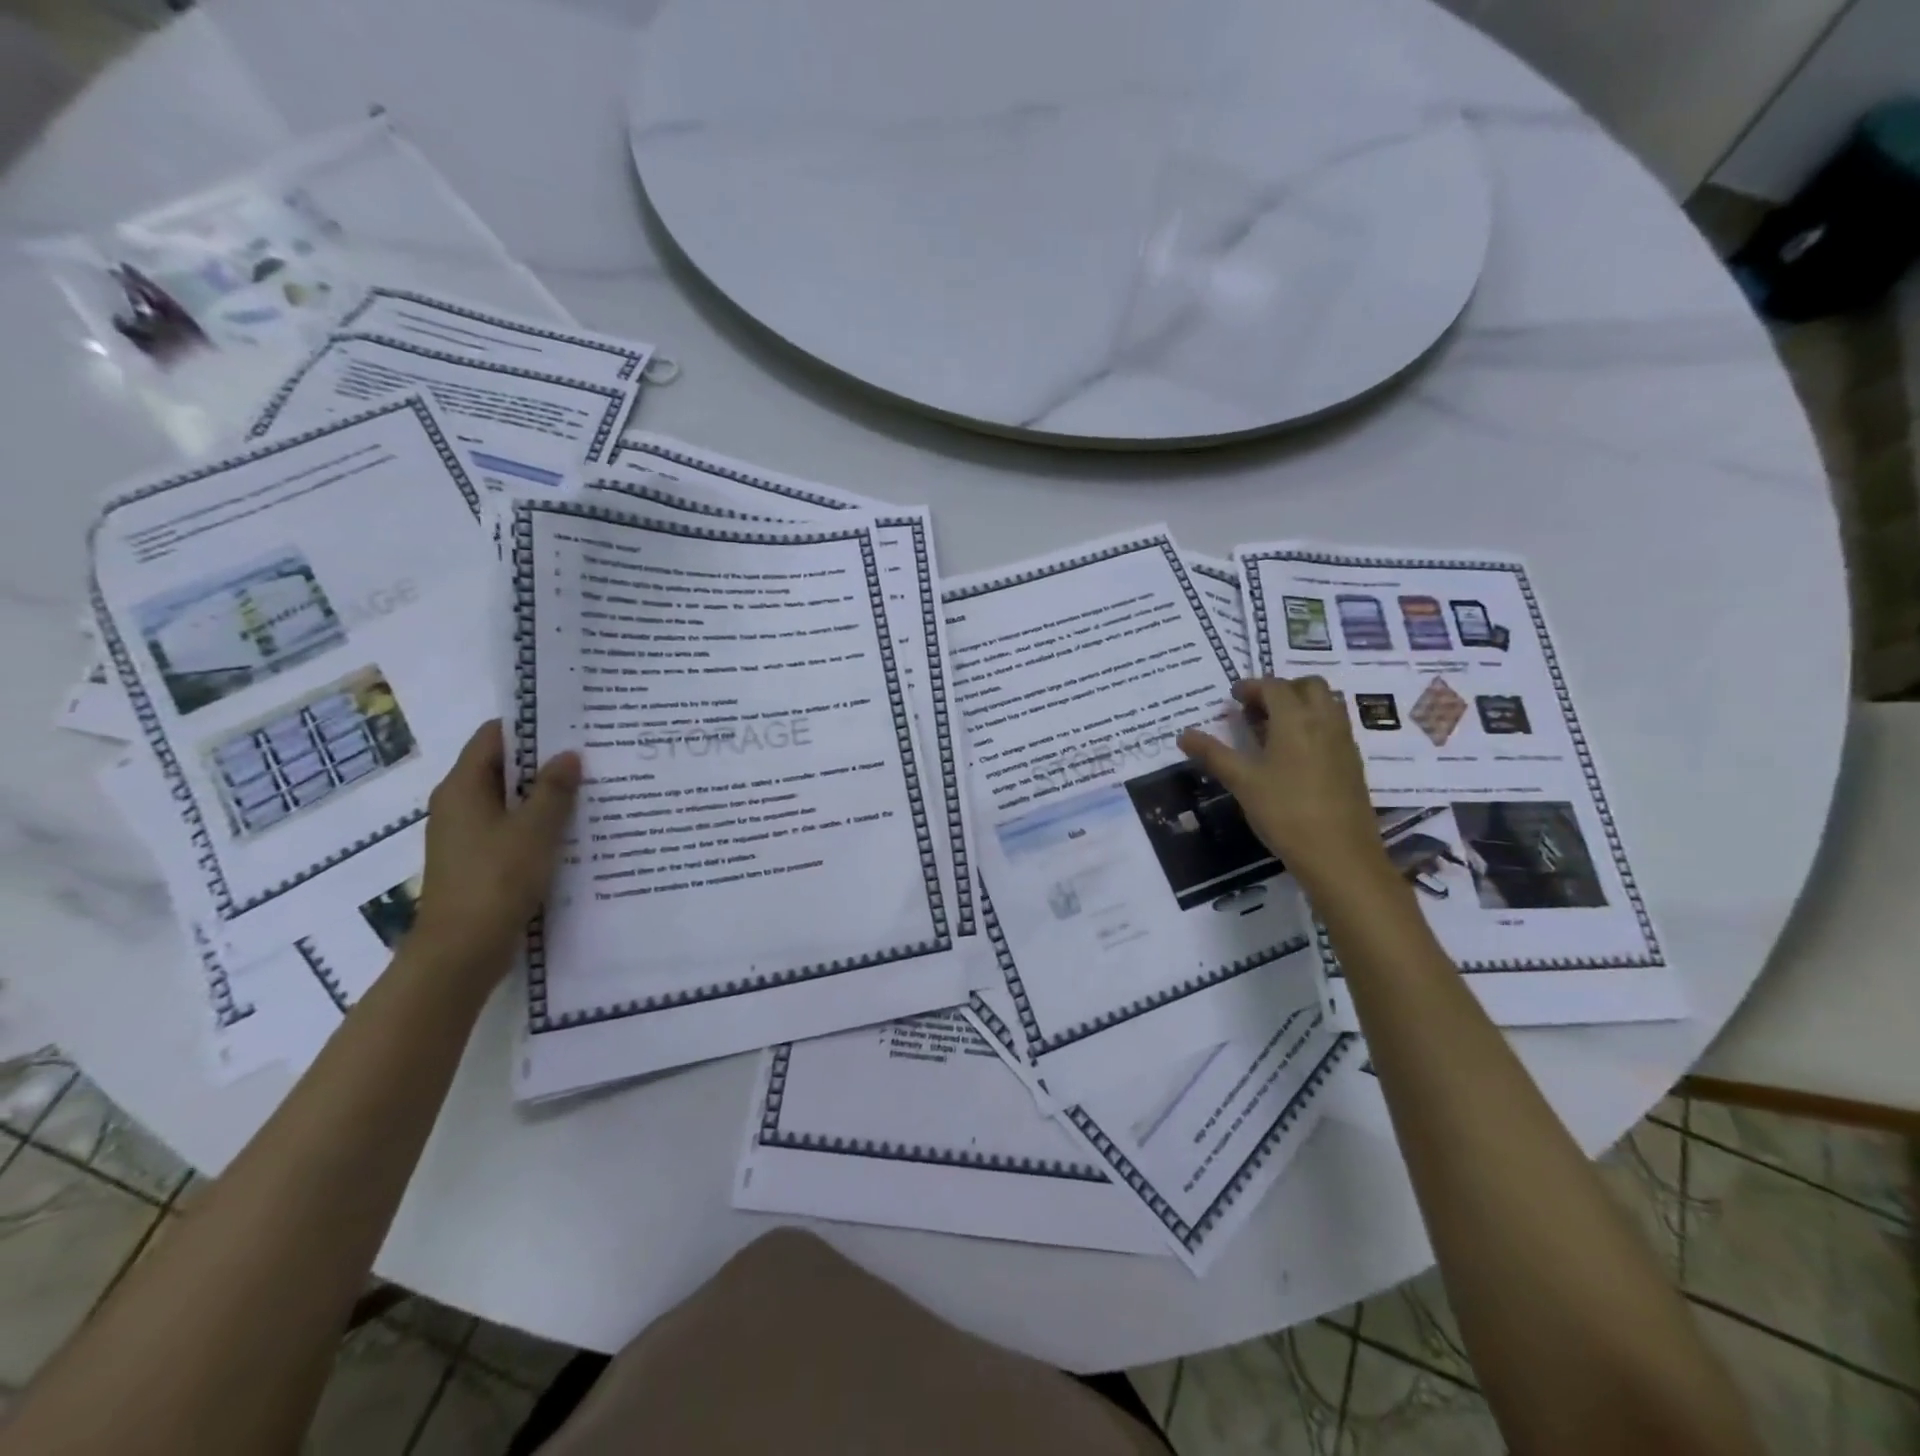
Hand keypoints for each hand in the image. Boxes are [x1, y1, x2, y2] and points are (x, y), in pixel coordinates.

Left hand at [408, 720, 581, 988]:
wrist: (461, 951)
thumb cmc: (496, 880)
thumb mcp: (534, 830)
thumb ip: (554, 790)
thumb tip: (568, 755)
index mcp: (463, 788)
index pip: (494, 737)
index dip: (530, 726)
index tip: (571, 721)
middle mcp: (458, 805)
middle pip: (502, 767)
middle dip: (544, 760)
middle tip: (591, 753)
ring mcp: (466, 835)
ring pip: (510, 800)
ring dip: (545, 794)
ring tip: (592, 787)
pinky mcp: (478, 861)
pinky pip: (511, 828)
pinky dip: (538, 823)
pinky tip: (573, 829)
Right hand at [1177, 677, 1393, 900]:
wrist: (1340, 855)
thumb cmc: (1285, 813)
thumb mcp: (1242, 782)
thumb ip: (1213, 754)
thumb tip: (1183, 735)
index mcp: (1296, 719)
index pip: (1274, 686)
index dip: (1251, 687)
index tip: (1232, 698)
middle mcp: (1324, 721)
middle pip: (1308, 686)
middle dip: (1280, 689)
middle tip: (1255, 710)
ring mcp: (1344, 742)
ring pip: (1326, 704)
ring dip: (1300, 705)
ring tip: (1272, 730)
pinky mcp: (1353, 763)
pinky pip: (1334, 727)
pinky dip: (1313, 725)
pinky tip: (1292, 755)